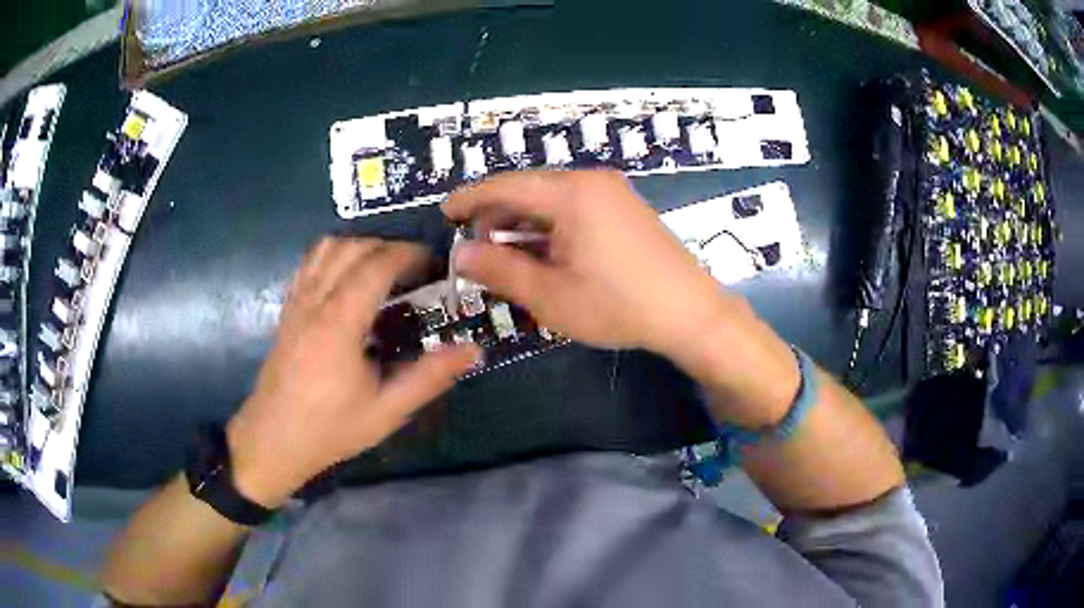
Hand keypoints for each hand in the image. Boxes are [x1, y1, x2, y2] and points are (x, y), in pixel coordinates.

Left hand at [225, 238, 480, 508]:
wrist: (273, 440)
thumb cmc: (330, 428)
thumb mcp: (386, 411)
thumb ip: (429, 377)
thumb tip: (473, 350)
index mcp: (340, 321)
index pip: (377, 264)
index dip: (409, 255)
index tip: (434, 265)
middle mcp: (316, 300)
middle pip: (353, 247)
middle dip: (389, 247)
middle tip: (415, 269)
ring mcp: (297, 301)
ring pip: (327, 247)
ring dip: (360, 246)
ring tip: (383, 269)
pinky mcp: (287, 309)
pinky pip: (309, 262)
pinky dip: (334, 255)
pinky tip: (348, 277)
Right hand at [442, 170, 746, 357]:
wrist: (691, 313)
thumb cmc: (618, 306)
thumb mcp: (550, 295)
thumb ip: (500, 269)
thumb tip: (461, 252)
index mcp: (571, 194)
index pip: (505, 186)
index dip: (470, 198)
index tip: (445, 212)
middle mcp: (592, 181)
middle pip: (529, 189)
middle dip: (497, 215)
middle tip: (475, 246)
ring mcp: (613, 192)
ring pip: (552, 198)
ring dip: (524, 222)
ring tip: (506, 254)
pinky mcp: (626, 207)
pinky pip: (575, 206)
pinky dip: (550, 225)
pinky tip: (544, 252)